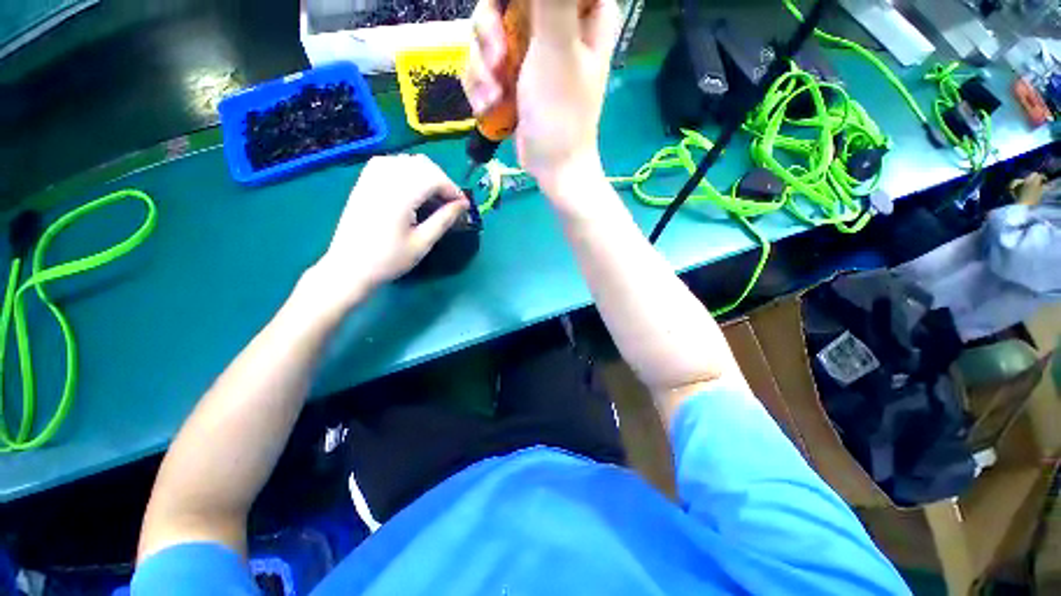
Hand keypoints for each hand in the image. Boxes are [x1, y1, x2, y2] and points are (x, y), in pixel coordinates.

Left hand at [306, 155, 468, 309]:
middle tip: (451, 202)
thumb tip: (463, 205)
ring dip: (426, 174)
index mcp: (399, 197)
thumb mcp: (422, 243)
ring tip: (434, 196)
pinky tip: (411, 187)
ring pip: (406, 160)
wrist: (349, 267)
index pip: (433, 178)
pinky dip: (407, 170)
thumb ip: (444, 220)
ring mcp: (371, 178)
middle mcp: (385, 180)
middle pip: (422, 164)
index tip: (463, 206)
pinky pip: (389, 162)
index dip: (453, 189)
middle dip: (442, 180)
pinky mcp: (364, 182)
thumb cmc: (389, 260)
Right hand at [465, 0, 618, 196]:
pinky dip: (481, 87)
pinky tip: (491, 108)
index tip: (500, 17)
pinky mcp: (513, 76)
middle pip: (501, 1)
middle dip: (488, 34)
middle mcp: (555, 23)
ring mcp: (531, 51)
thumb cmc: (561, 115)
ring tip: (494, 98)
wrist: (552, 167)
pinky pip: (483, 65)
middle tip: (498, 64)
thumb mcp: (556, 49)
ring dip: (481, 68)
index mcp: (580, 9)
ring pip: (485, 33)